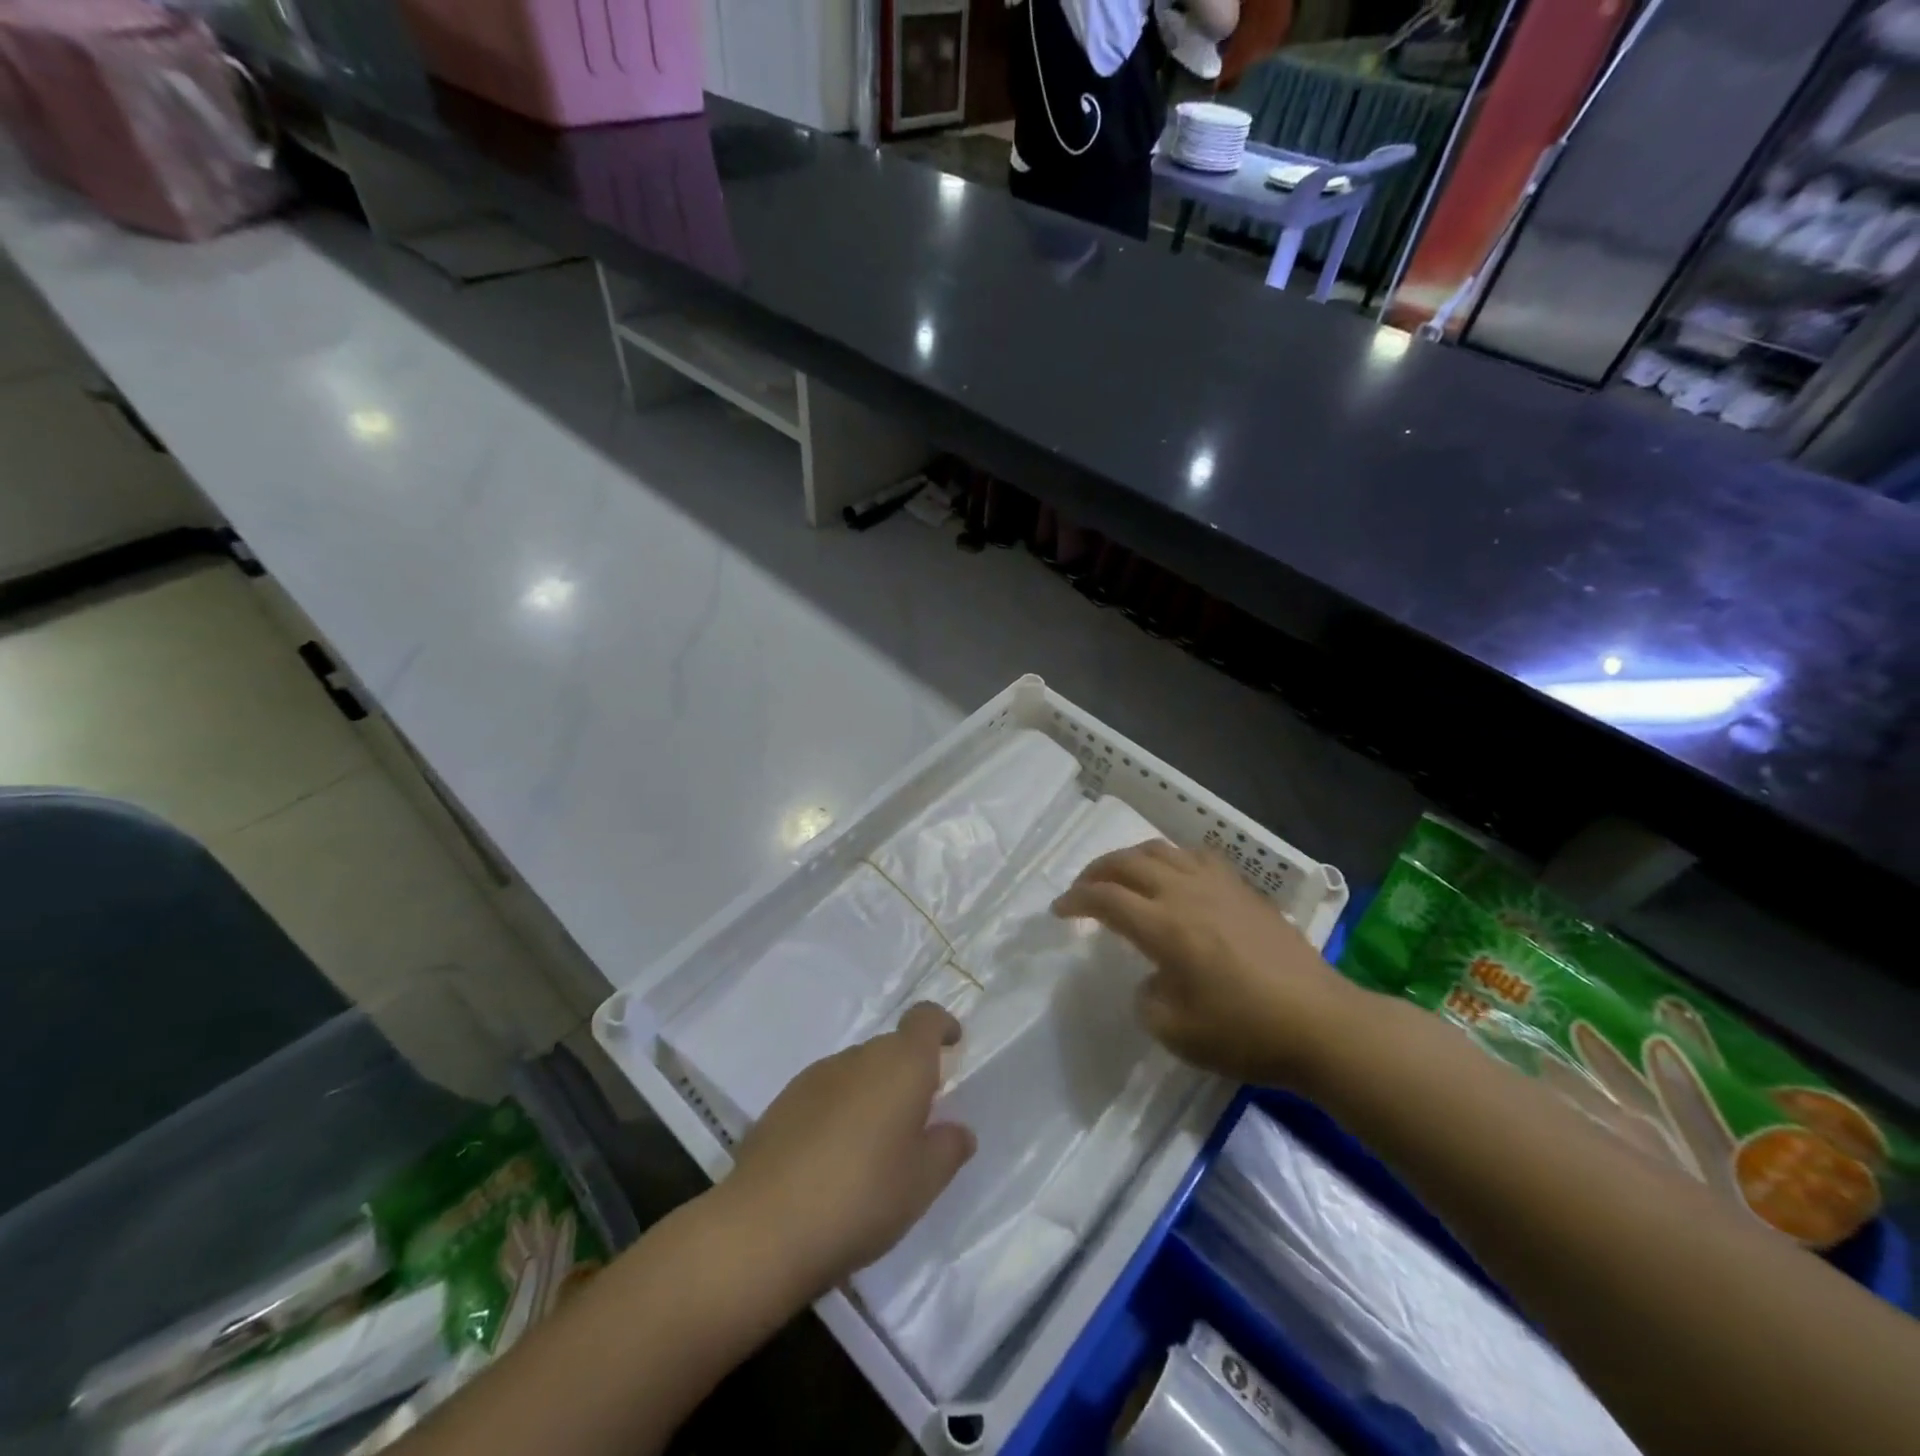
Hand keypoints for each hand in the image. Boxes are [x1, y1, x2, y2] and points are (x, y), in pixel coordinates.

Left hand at [722, 1003, 976, 1297]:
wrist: (765, 1227)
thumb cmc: (862, 1197)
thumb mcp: (922, 1184)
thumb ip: (947, 1149)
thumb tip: (957, 1130)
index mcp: (900, 1065)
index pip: (924, 1018)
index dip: (940, 1025)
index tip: (952, 1043)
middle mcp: (858, 1057)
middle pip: (891, 1048)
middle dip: (906, 1074)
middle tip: (916, 1122)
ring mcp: (815, 1077)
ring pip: (856, 1072)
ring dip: (871, 1095)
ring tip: (873, 1148)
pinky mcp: (782, 1103)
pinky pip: (825, 1094)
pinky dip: (838, 1112)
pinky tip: (832, 1160)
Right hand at [1052, 840, 1358, 1086]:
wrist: (1321, 1024)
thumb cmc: (1245, 1033)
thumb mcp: (1177, 1033)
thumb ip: (1147, 1000)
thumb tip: (1151, 979)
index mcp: (1163, 927)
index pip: (1105, 898)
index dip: (1075, 900)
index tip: (1059, 910)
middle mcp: (1185, 894)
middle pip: (1127, 863)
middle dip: (1096, 871)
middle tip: (1082, 889)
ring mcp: (1218, 886)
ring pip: (1161, 851)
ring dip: (1131, 858)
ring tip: (1121, 875)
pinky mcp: (1244, 890)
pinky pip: (1197, 856)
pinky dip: (1172, 858)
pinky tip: (1174, 875)